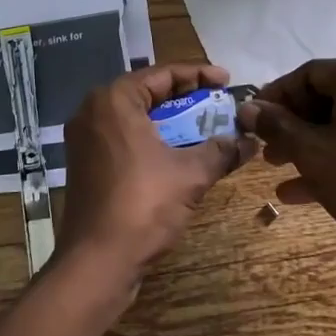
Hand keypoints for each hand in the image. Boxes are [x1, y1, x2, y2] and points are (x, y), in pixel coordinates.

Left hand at [55, 63, 247, 307]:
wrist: (96, 262)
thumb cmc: (142, 205)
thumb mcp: (190, 174)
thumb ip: (221, 150)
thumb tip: (249, 142)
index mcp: (114, 99)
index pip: (163, 74)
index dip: (199, 75)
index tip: (227, 81)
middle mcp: (93, 110)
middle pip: (148, 93)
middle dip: (186, 99)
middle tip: (219, 104)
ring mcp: (85, 138)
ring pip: (136, 117)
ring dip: (171, 122)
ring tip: (205, 128)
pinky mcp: (85, 163)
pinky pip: (125, 138)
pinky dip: (152, 140)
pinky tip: (178, 153)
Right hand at [239, 58, 335, 309]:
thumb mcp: (311, 152)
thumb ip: (276, 125)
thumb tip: (246, 109)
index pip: (308, 73)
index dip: (275, 96)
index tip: (252, 119)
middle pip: (327, 97)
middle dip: (291, 124)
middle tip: (265, 147)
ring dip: (308, 143)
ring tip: (277, 167)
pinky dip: (334, 156)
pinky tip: (300, 190)